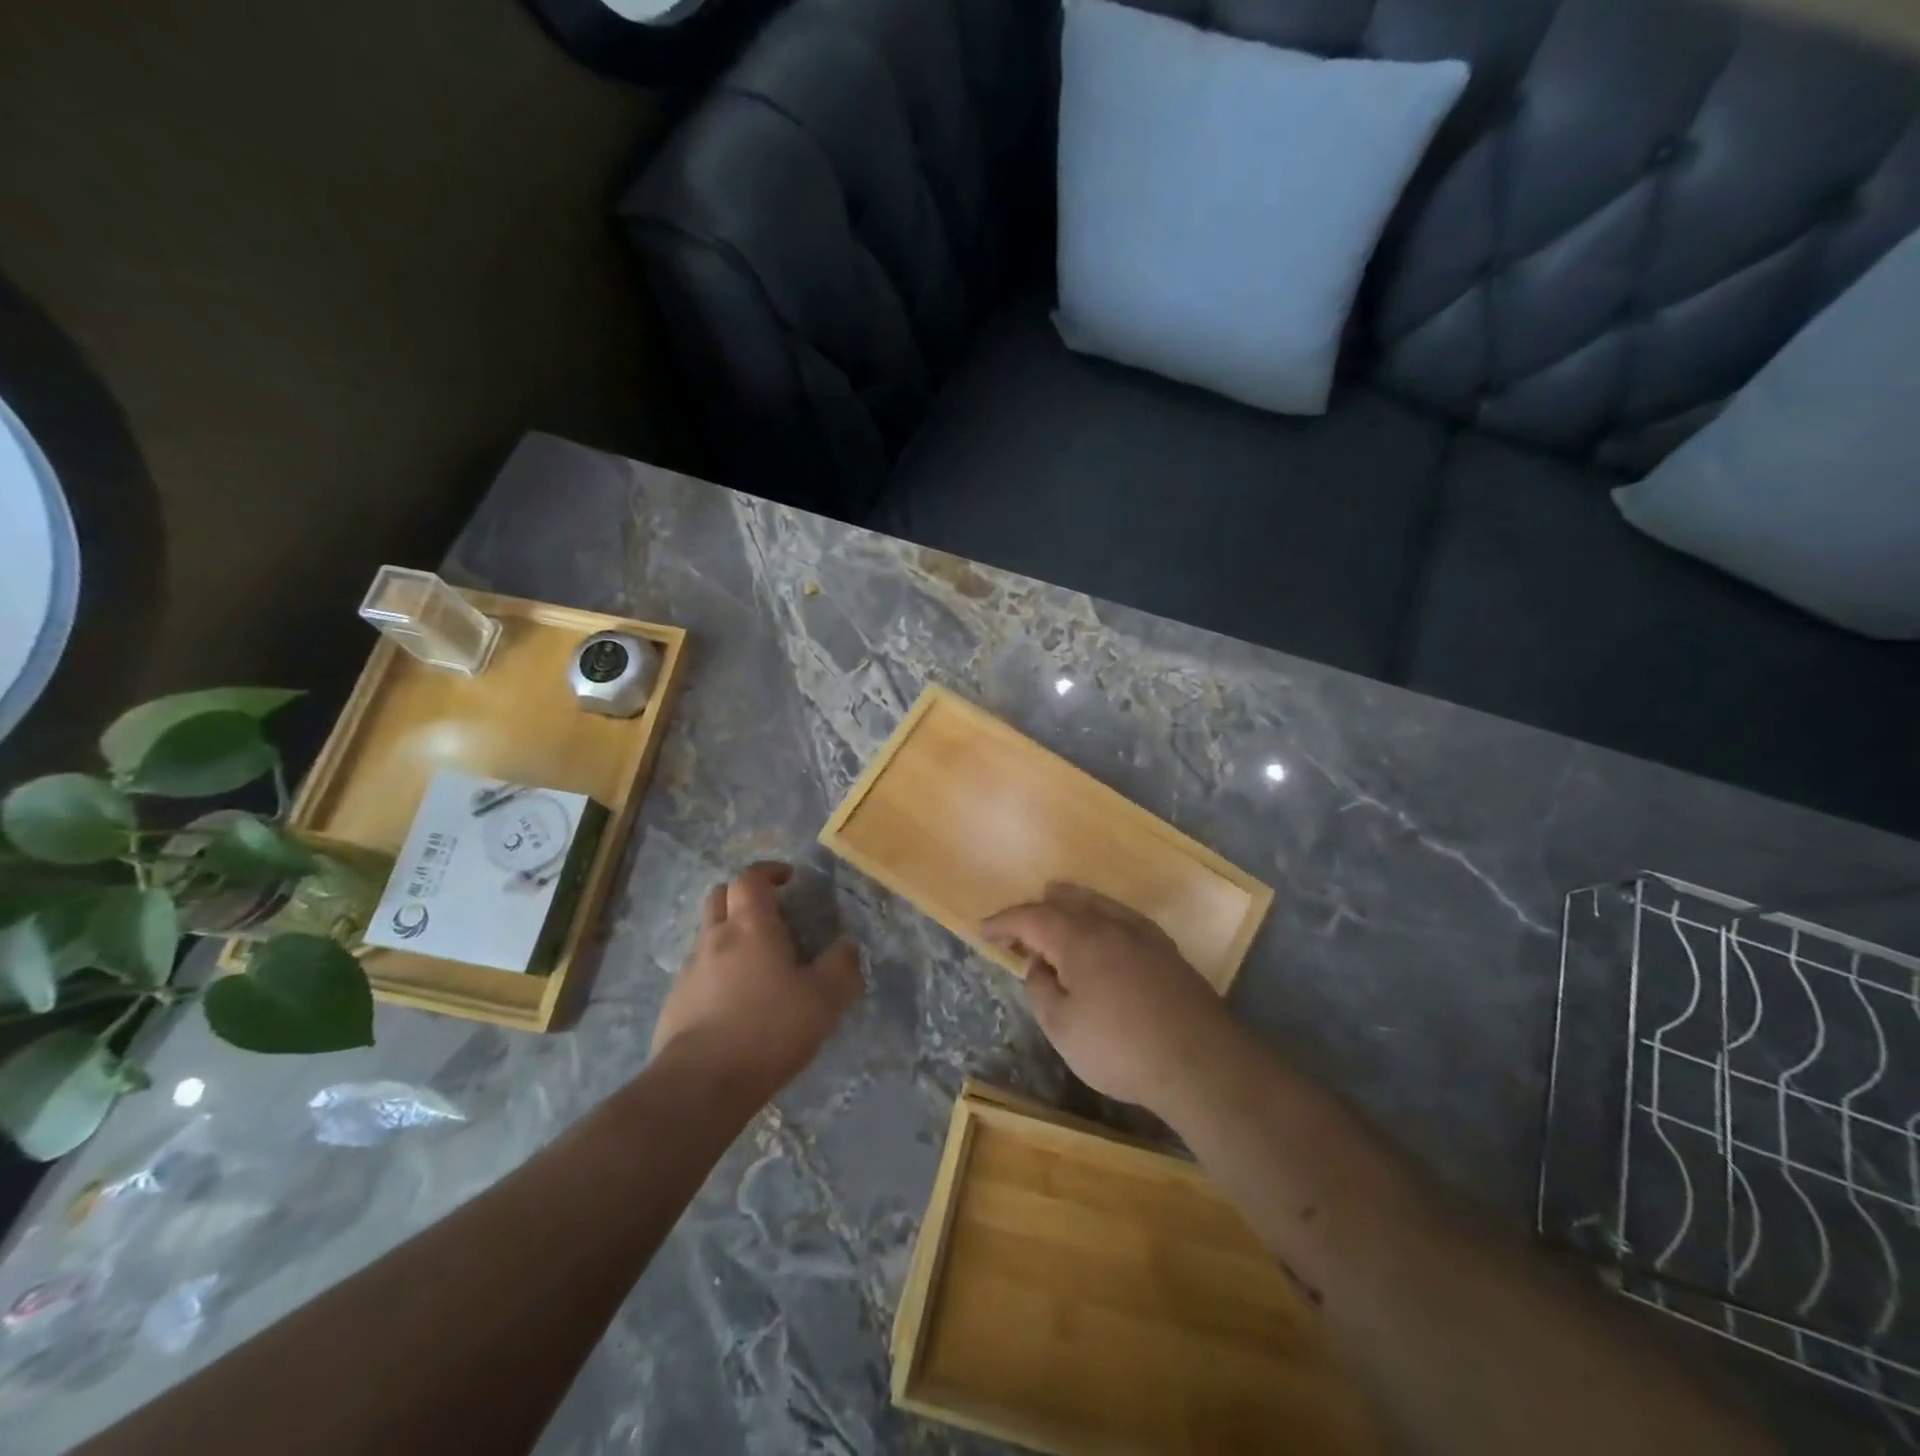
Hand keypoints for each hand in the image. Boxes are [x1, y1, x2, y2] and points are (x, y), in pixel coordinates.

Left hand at [651, 863, 863, 1098]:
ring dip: (729, 932)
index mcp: (750, 926)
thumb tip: (848, 946)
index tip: (788, 879)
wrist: (700, 1085)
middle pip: (720, 895)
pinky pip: (697, 970)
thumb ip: (841, 967)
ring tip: (756, 960)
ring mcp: (689, 970)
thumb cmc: (768, 1030)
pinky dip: (716, 969)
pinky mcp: (675, 1002)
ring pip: (706, 933)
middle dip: (743, 894)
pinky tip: (735, 998)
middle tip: (769, 911)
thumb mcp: (823, 1000)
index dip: (769, 871)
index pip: (751, 878)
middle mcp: (714, 938)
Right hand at [983, 883, 1233, 1116]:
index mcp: (1078, 938)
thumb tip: (1039, 966)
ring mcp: (1144, 935)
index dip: (1004, 922)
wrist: (1199, 1061)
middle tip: (1019, 922)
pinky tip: (1106, 928)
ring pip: (1099, 904)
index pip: (1032, 917)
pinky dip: (1102, 915)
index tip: (983, 929)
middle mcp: (1110, 925)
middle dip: (1038, 909)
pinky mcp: (1167, 951)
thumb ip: (1041, 990)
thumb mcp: (1062, 1027)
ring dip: (1072, 901)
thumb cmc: (1120, 1047)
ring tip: (1056, 897)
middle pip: (1067, 903)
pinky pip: (1124, 918)